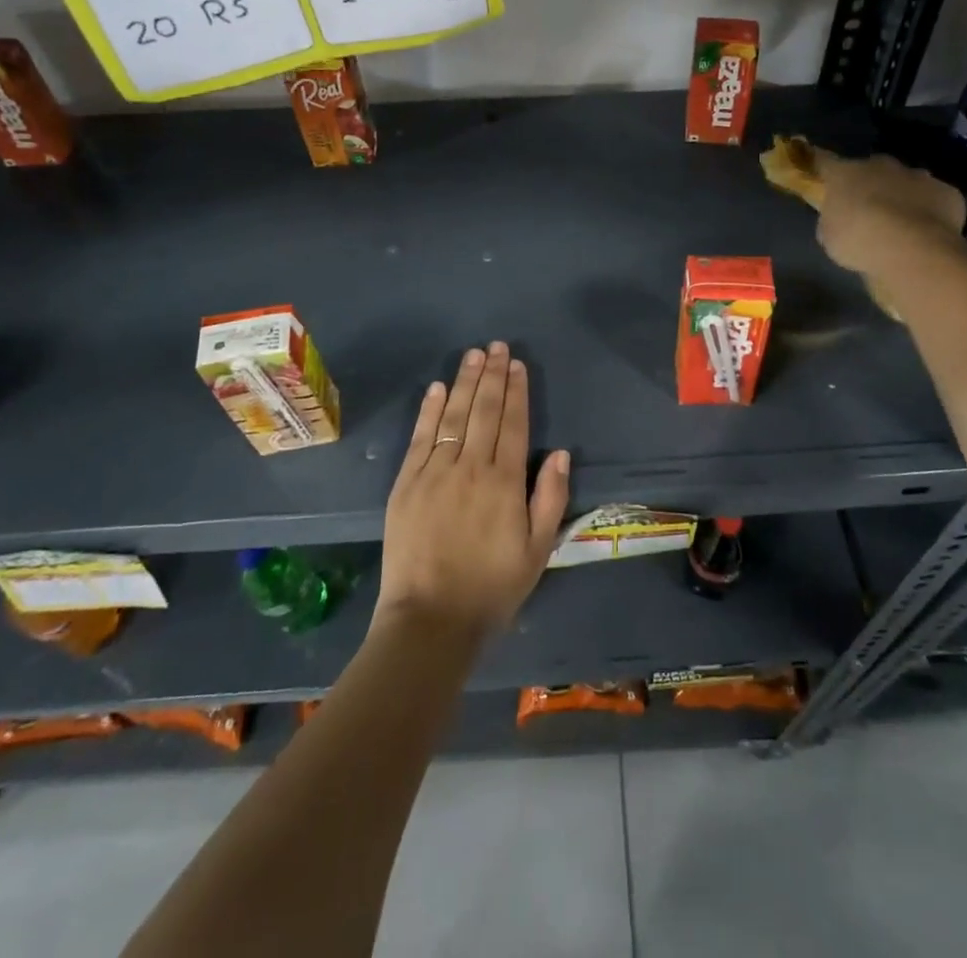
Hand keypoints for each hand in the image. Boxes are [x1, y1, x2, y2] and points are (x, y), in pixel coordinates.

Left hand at [375, 343, 571, 643]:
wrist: (430, 620)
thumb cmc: (492, 588)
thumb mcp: (538, 550)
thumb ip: (550, 497)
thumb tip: (560, 452)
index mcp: (504, 482)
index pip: (513, 423)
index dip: (516, 391)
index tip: (517, 364)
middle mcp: (470, 467)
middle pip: (483, 411)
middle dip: (491, 375)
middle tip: (495, 346)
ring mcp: (434, 473)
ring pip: (452, 416)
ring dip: (464, 382)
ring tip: (472, 355)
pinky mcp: (406, 484)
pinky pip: (420, 438)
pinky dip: (429, 410)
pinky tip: (436, 388)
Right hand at [812, 149, 966, 279]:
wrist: (912, 249)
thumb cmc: (859, 241)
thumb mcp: (829, 236)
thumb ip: (833, 220)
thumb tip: (839, 217)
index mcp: (846, 173)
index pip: (825, 162)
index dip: (820, 168)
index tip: (817, 173)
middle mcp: (881, 166)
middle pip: (871, 170)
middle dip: (869, 185)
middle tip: (866, 209)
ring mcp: (917, 176)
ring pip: (905, 182)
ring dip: (901, 196)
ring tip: (900, 224)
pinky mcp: (947, 192)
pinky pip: (934, 199)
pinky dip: (929, 212)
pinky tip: (926, 232)